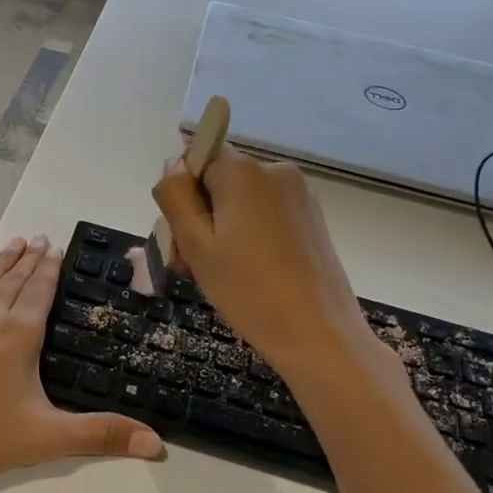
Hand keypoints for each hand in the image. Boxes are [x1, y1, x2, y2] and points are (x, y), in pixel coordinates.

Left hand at [0, 235, 163, 492]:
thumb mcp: (46, 439)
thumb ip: (101, 436)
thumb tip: (158, 445)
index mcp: (17, 336)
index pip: (39, 292)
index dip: (49, 268)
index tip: (55, 245)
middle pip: (11, 280)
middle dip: (28, 258)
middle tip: (39, 237)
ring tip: (11, 244)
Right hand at [152, 145, 382, 378]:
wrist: (318, 335)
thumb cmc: (248, 289)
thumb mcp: (195, 244)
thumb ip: (176, 196)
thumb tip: (174, 163)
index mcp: (244, 171)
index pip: (198, 158)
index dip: (183, 193)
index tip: (182, 235)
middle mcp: (276, 171)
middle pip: (220, 180)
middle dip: (201, 215)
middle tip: (193, 266)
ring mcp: (299, 195)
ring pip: (242, 200)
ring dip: (223, 229)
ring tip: (220, 275)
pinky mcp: (312, 219)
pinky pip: (266, 214)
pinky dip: (250, 236)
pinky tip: (250, 274)